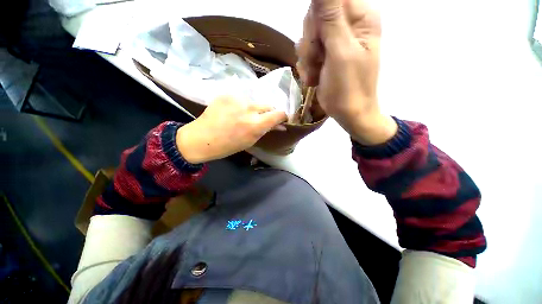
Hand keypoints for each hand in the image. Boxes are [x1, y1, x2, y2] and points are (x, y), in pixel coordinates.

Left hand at [176, 96, 286, 163]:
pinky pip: (242, 99)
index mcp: (256, 124)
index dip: (282, 116)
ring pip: (255, 102)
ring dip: (254, 109)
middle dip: (268, 113)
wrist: (201, 138)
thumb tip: (279, 126)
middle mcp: (249, 108)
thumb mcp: (250, 141)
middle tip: (261, 120)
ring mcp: (237, 98)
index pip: (279, 114)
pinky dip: (241, 105)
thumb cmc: (228, 145)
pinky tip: (233, 112)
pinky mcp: (228, 94)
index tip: (281, 120)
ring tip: (243, 116)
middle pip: (268, 105)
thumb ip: (265, 130)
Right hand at [297, 0, 396, 144]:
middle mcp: (348, 25)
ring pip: (308, 36)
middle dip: (311, 40)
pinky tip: (313, 78)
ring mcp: (334, 41)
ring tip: (315, 73)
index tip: (317, 37)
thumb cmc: (349, 87)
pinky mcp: (324, 56)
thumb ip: (330, 17)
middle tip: (317, 59)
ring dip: (307, 58)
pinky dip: (306, 67)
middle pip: (316, 15)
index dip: (318, 15)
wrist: (348, 113)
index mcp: (360, 17)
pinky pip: (306, 52)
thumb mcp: (340, 52)